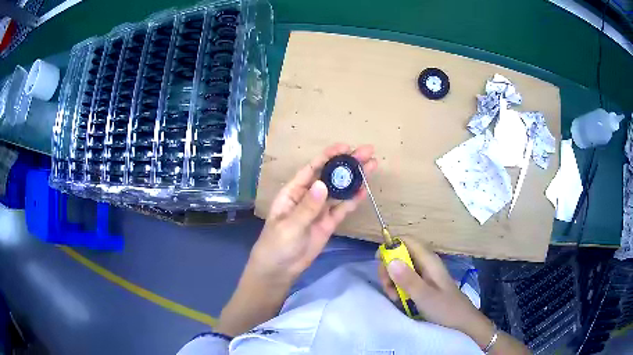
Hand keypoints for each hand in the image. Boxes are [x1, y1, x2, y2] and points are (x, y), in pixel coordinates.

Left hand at [249, 143, 377, 282]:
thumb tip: (322, 184)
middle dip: (347, 164)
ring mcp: (320, 210)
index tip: (346, 146)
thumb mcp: (289, 226)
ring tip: (372, 165)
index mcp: (293, 191)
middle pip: (329, 176)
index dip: (328, 156)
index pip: (312, 168)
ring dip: (354, 179)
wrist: (280, 270)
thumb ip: (307, 207)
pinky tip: (365, 189)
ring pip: (339, 191)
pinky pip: (342, 209)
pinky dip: (353, 200)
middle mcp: (308, 196)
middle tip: (367, 152)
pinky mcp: (328, 223)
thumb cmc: (276, 245)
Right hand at [377, 238, 493, 346]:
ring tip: (394, 297)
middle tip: (388, 288)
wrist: (462, 320)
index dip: (391, 247)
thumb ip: (407, 279)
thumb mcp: (424, 296)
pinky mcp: (424, 282)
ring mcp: (425, 272)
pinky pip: (406, 277)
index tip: (379, 264)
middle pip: (401, 254)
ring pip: (401, 267)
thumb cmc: (445, 308)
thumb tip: (389, 260)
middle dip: (389, 268)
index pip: (406, 241)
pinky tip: (400, 298)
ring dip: (392, 280)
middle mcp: (426, 262)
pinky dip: (399, 286)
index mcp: (428, 260)